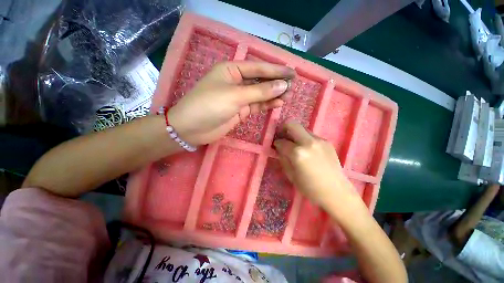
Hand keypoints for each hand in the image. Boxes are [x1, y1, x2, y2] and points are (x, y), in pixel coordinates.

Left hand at [167, 61, 294, 144]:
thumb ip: (260, 92)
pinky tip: (278, 103)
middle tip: (293, 84)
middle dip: (276, 82)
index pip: (258, 67)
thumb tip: (282, 85)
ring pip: (260, 94)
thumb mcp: (235, 96)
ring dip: (273, 94)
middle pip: (260, 80)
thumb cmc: (210, 105)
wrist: (192, 129)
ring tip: (288, 95)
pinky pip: (256, 105)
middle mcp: (236, 81)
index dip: (276, 70)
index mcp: (231, 70)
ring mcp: (239, 97)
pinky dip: (267, 104)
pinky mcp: (240, 110)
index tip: (292, 73)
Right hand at [274, 121, 357, 209]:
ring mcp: (319, 140)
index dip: (277, 143)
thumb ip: (283, 158)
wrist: (336, 191)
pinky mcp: (327, 142)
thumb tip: (280, 148)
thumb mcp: (290, 175)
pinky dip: (304, 139)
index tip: (276, 145)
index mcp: (298, 153)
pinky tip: (306, 149)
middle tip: (282, 136)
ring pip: (302, 129)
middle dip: (284, 128)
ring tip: (294, 144)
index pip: (282, 142)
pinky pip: (311, 135)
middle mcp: (308, 142)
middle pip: (292, 125)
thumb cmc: (310, 187)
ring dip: (295, 134)